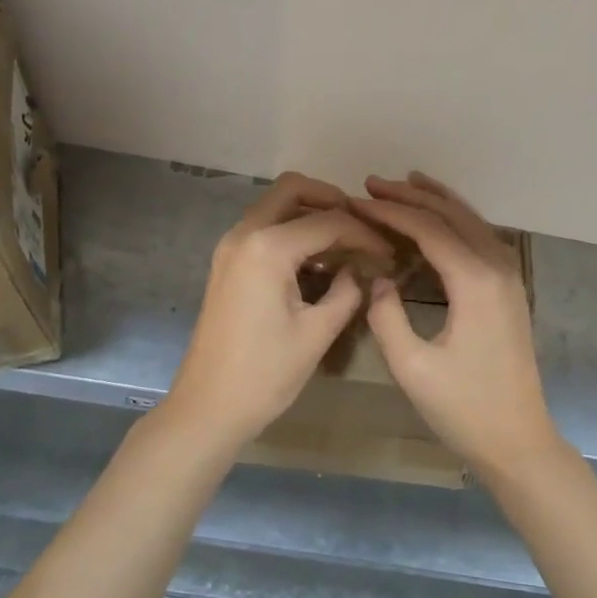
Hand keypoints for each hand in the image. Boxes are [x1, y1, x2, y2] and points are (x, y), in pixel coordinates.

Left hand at [164, 172, 392, 447]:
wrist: (207, 408)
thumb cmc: (265, 374)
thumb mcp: (316, 333)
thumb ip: (347, 291)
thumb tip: (360, 271)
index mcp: (267, 247)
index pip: (328, 221)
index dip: (364, 233)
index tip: (389, 253)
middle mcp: (244, 234)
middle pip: (292, 190)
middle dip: (331, 200)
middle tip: (362, 227)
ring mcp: (230, 247)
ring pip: (275, 206)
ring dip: (310, 214)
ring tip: (345, 245)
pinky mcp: (227, 263)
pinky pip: (263, 229)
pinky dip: (291, 232)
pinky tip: (317, 261)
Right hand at [354, 173, 560, 477]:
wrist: (519, 441)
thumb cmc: (464, 409)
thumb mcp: (411, 367)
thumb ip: (386, 315)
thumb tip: (377, 279)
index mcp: (475, 281)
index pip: (428, 228)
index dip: (389, 212)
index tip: (355, 201)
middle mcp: (497, 267)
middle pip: (452, 214)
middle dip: (411, 196)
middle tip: (371, 184)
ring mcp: (509, 276)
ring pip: (471, 221)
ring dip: (436, 201)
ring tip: (403, 185)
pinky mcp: (509, 289)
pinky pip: (480, 238)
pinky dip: (454, 220)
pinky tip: (436, 221)